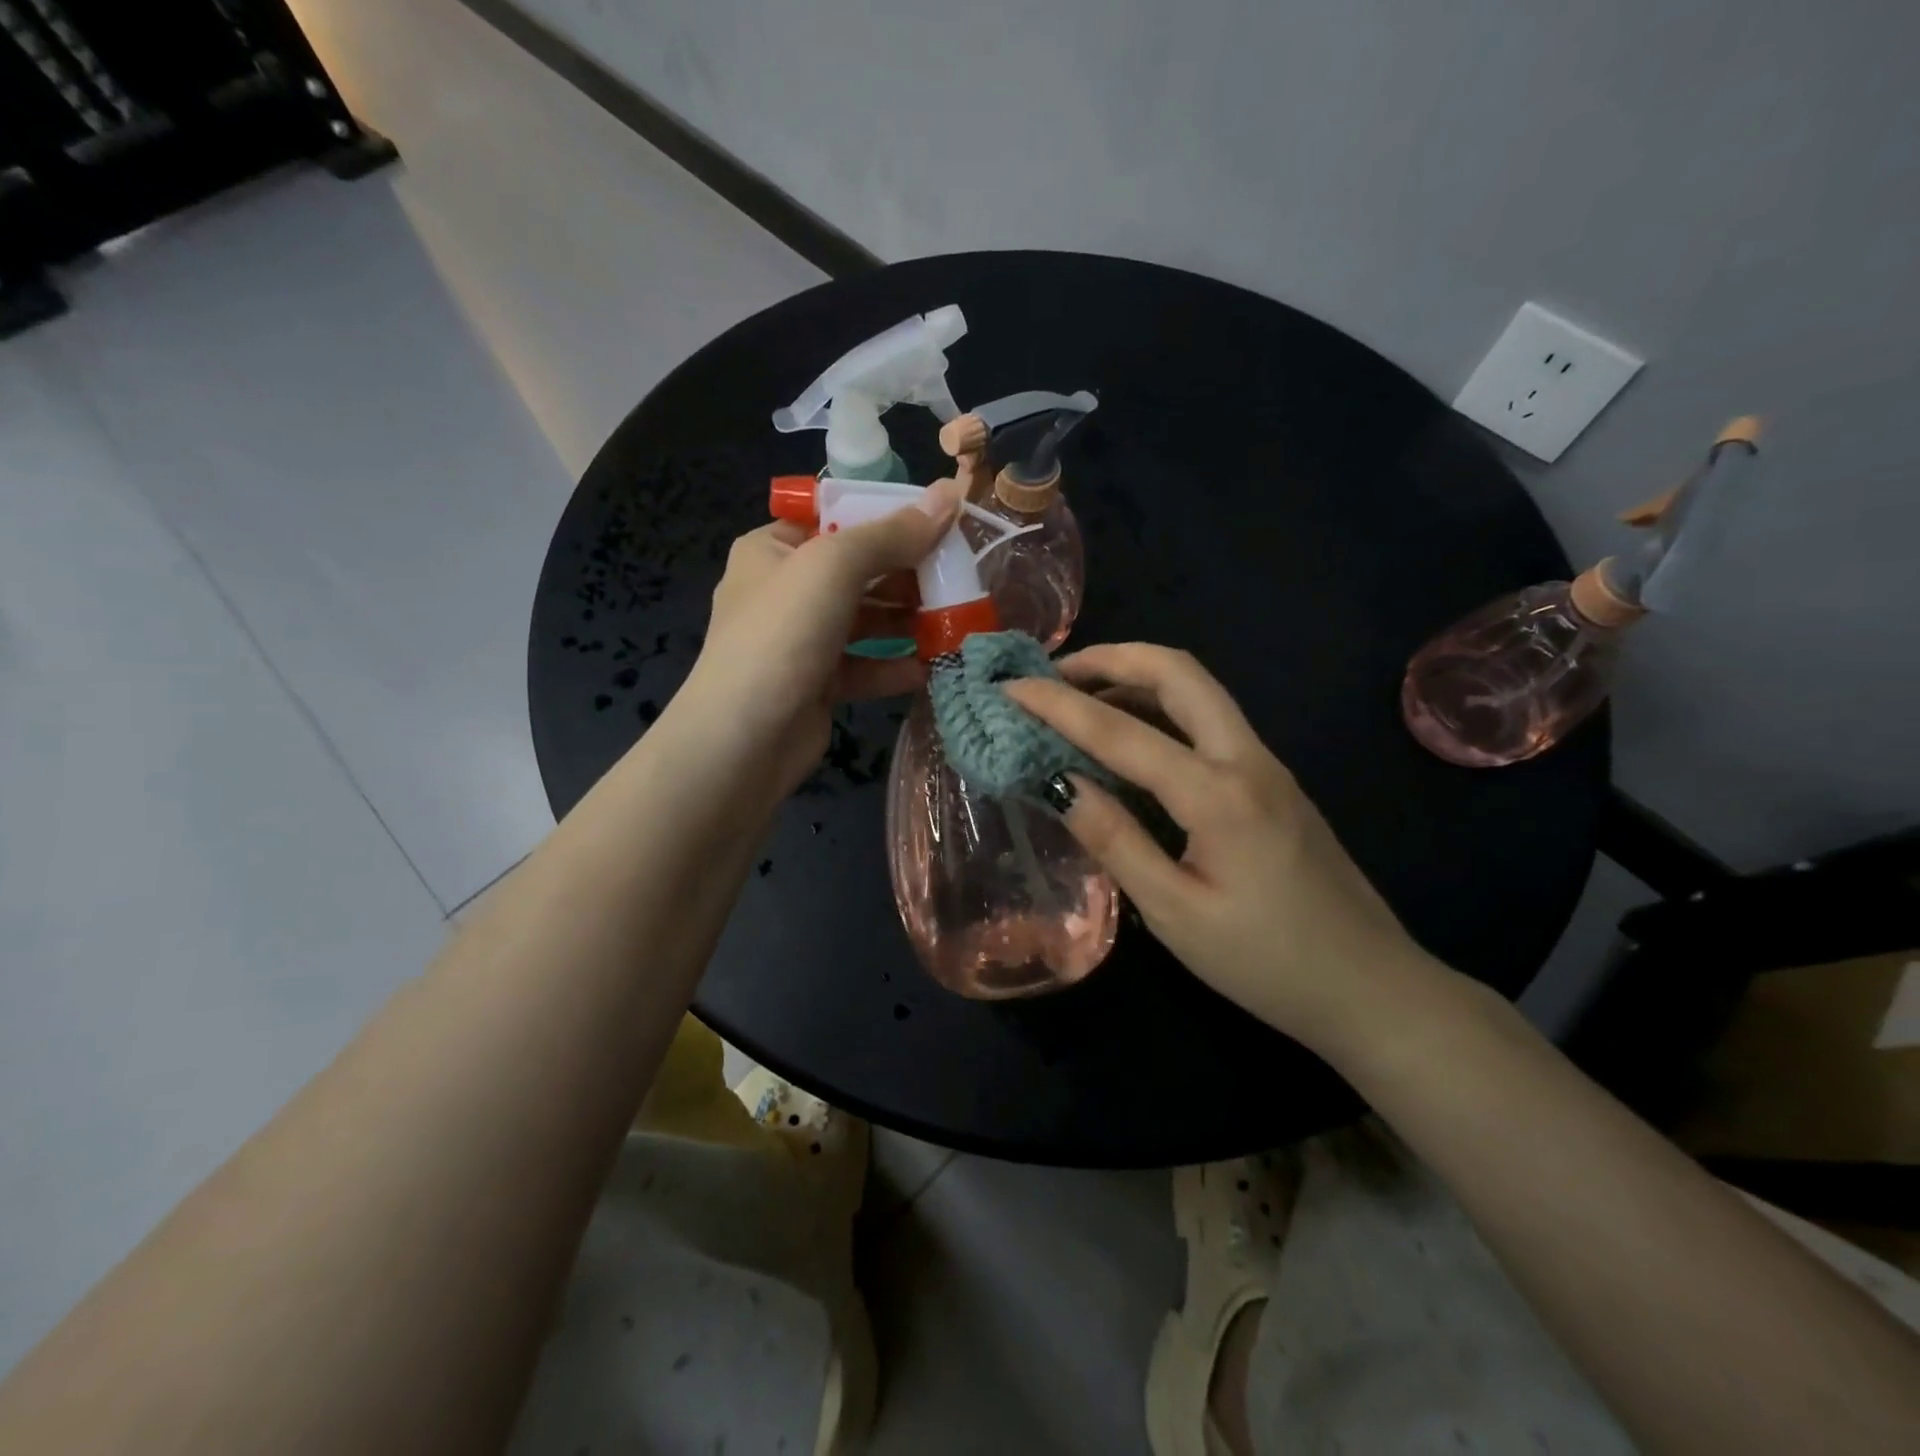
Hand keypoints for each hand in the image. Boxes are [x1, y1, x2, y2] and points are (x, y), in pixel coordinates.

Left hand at [676, 478, 963, 798]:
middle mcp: (786, 590)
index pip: (836, 516)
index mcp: (774, 549)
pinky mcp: (819, 684)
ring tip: (956, 619)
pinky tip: (931, 667)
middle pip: (858, 569)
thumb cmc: (782, 635)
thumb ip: (893, 533)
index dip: (886, 515)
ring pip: (866, 620)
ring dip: (909, 620)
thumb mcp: (834, 566)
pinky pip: (865, 665)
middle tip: (960, 573)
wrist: (743, 740)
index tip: (939, 521)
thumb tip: (949, 493)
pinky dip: (896, 664)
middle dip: (908, 573)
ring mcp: (802, 640)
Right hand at [1004, 643, 1436, 1051]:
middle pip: (1178, 672)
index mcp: (1219, 794)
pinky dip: (1159, 707)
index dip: (1057, 705)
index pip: (1121, 731)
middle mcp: (1247, 759)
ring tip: (1079, 696)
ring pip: (1198, 690)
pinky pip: (1208, 720)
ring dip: (1136, 677)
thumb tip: (1058, 782)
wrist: (1371, 988)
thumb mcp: (1175, 913)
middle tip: (1053, 674)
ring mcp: (1266, 765)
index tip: (1009, 688)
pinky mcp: (1272, 781)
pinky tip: (1129, 737)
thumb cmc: (1267, 962)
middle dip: (1110, 658)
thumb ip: (1115, 840)